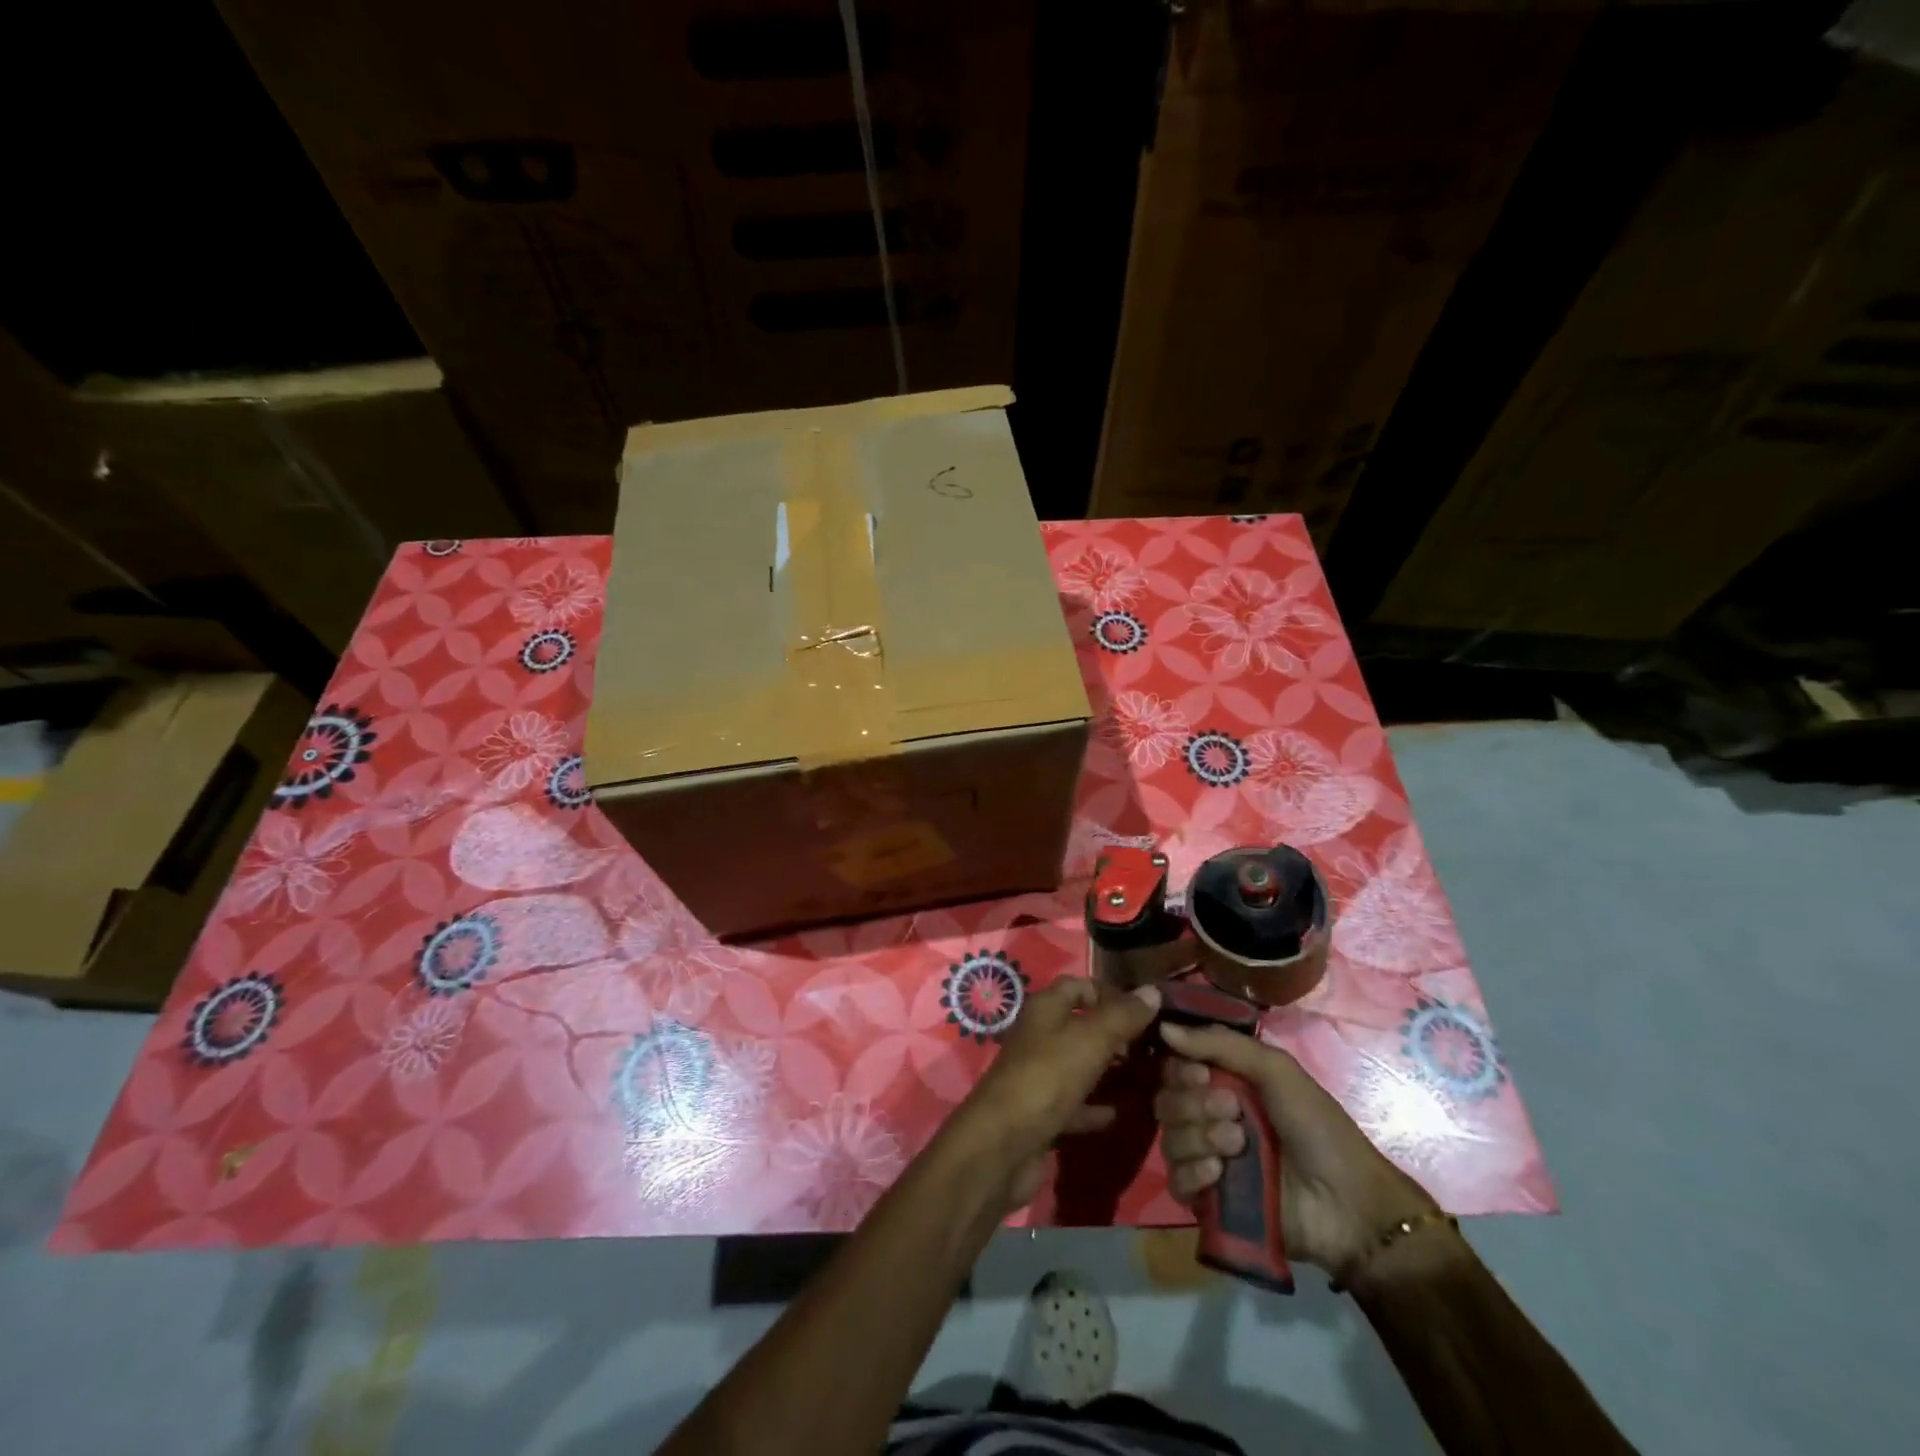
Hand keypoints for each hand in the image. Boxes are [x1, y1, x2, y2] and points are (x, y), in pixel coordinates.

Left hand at [950, 976, 1161, 1209]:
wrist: (1003, 1145)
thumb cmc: (1047, 1077)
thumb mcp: (1091, 1040)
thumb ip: (1123, 1016)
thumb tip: (1153, 991)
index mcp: (1045, 1008)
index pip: (1080, 986)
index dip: (1111, 993)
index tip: (1145, 1011)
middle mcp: (1039, 1036)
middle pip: (1081, 1024)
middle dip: (1114, 1032)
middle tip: (1151, 1045)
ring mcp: (1039, 1075)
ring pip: (1079, 1063)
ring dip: (1107, 1068)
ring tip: (1145, 1074)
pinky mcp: (1042, 1112)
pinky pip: (1075, 1103)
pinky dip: (1095, 1107)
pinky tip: (1120, 1113)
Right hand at [1156, 1022, 1437, 1277]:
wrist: (1348, 1204)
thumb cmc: (1317, 1126)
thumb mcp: (1276, 1070)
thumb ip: (1220, 1043)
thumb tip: (1163, 1026)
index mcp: (1222, 1083)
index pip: (1174, 1067)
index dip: (1179, 1070)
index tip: (1203, 1075)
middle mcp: (1207, 1117)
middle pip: (1166, 1101)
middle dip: (1194, 1105)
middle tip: (1234, 1114)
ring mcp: (1205, 1159)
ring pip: (1169, 1138)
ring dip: (1200, 1138)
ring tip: (1237, 1147)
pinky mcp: (1207, 1201)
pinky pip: (1175, 1181)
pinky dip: (1193, 1173)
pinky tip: (1219, 1174)